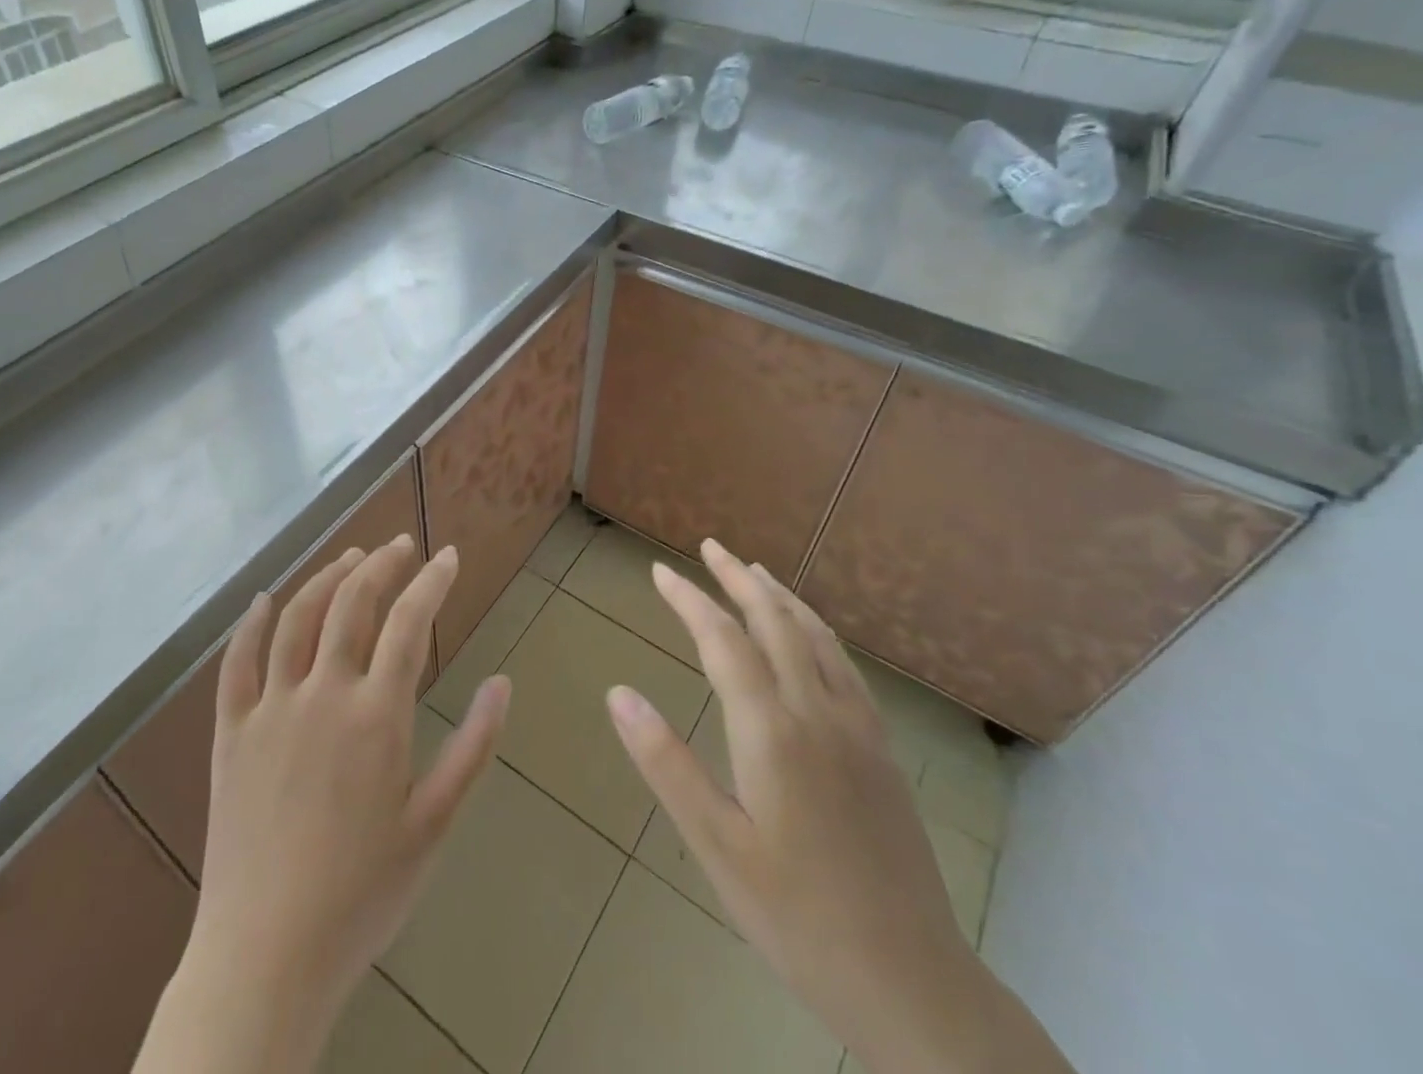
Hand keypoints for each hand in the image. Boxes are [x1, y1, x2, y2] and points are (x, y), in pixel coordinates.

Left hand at [135, 538, 509, 1073]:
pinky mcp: (230, 732)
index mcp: (376, 715)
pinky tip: (263, 601)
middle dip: (381, 564)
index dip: (432, 582)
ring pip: (296, 618)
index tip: (448, 556)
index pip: (409, 623)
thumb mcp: (434, 824)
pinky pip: (236, 663)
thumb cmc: (363, 894)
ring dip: (326, 578)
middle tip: (400, 545)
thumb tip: (503, 683)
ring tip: (350, 557)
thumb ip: (472, 748)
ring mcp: (270, 708)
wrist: (267, 956)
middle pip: (352, 603)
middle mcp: (322, 694)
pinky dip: (249, 624)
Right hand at [606, 540, 1073, 1073]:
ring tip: (755, 572)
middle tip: (710, 548)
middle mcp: (817, 712)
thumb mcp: (716, 846)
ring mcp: (858, 728)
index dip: (689, 599)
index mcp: (772, 731)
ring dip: (781, 597)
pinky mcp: (882, 750)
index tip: (660, 571)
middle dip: (737, 579)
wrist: (911, 980)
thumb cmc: (796, 915)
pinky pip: (845, 666)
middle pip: (774, 622)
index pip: (722, 640)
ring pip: (816, 637)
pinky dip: (817, 631)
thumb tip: (618, 694)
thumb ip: (666, 763)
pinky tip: (810, 636)